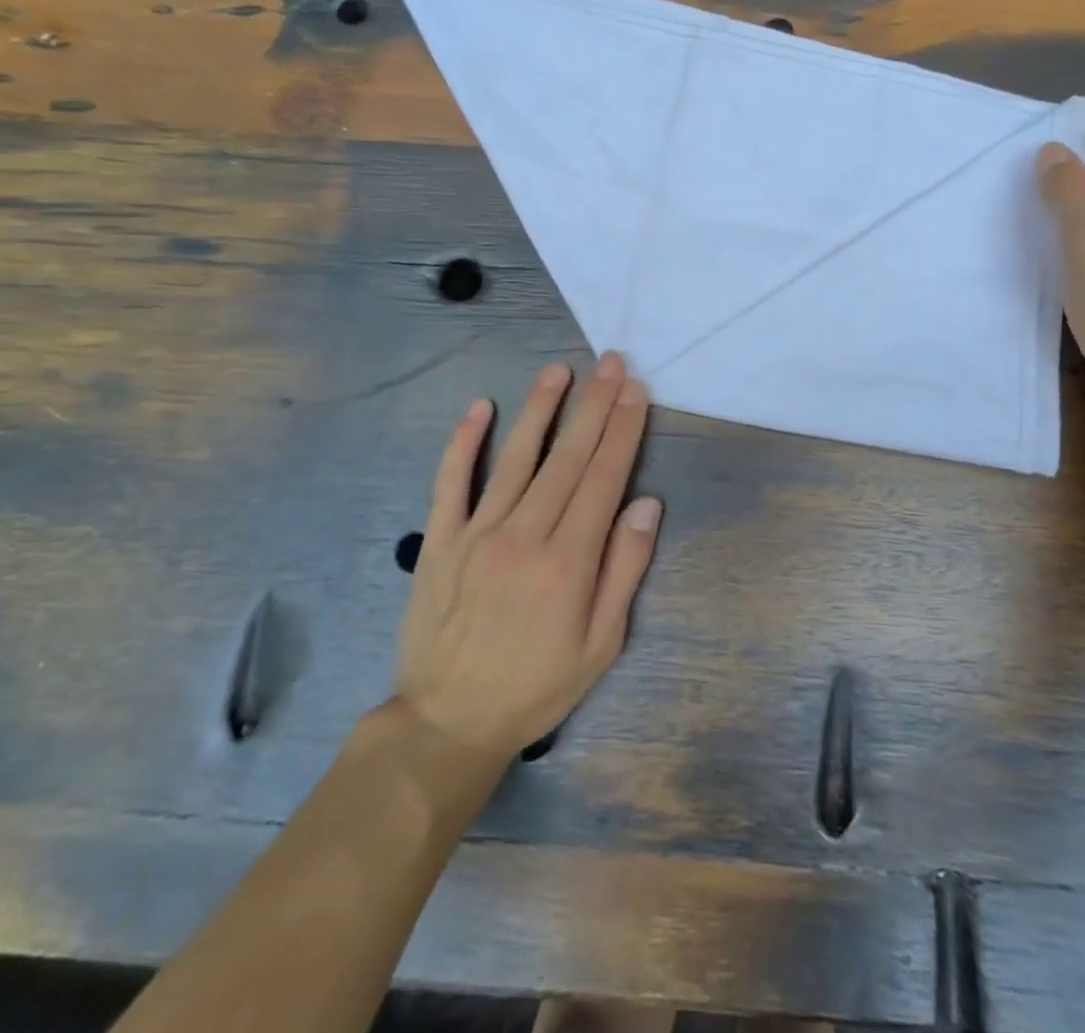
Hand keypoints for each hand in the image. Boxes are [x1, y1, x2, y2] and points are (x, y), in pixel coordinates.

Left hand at [392, 353, 661, 764]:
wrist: (448, 721)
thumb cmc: (536, 686)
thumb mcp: (601, 645)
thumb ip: (624, 570)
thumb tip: (646, 504)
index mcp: (568, 561)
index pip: (603, 478)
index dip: (623, 430)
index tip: (636, 392)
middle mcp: (524, 535)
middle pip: (567, 457)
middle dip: (594, 405)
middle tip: (611, 364)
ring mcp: (476, 533)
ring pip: (515, 458)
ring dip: (540, 409)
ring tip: (560, 371)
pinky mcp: (439, 540)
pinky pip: (451, 481)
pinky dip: (465, 442)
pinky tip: (480, 407)